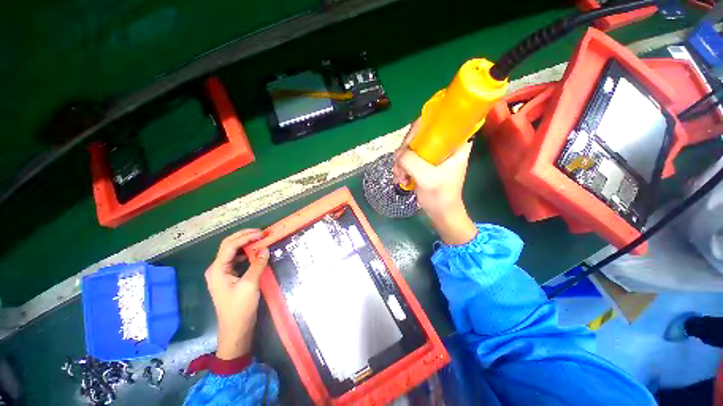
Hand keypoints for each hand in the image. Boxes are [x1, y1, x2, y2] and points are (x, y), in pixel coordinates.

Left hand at [205, 229, 268, 359]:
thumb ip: (257, 264)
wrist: (235, 329)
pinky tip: (255, 252)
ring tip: (260, 238)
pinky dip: (246, 252)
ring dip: (245, 243)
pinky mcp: (229, 277)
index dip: (246, 237)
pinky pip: (236, 259)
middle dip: (244, 236)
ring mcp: (222, 272)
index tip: (263, 233)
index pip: (231, 245)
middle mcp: (217, 268)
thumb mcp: (250, 284)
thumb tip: (265, 249)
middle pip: (228, 245)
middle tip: (261, 232)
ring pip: (232, 251)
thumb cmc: (240, 308)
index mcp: (217, 269)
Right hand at [393, 120, 477, 244]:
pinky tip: (401, 179)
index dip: (419, 129)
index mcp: (455, 143)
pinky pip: (409, 158)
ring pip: (411, 148)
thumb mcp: (426, 178)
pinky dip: (402, 167)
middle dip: (405, 151)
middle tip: (400, 166)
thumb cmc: (440, 196)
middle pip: (419, 135)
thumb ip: (411, 161)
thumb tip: (397, 153)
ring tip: (400, 177)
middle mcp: (444, 145)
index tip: (408, 144)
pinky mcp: (425, 163)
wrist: (441, 213)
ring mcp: (433, 154)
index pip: (437, 122)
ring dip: (401, 162)